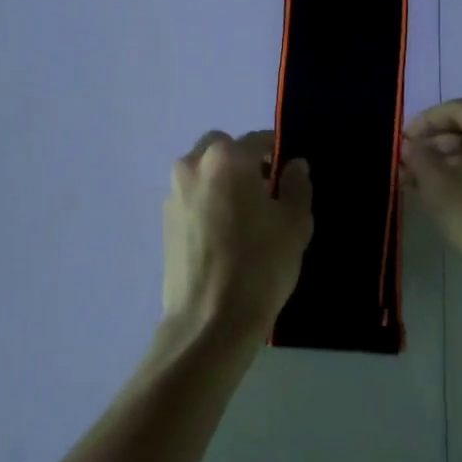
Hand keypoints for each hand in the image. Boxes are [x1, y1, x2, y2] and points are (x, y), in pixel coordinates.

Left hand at [162, 130, 312, 345]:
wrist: (210, 320)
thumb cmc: (261, 265)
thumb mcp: (295, 223)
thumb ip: (296, 185)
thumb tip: (294, 164)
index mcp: (226, 158)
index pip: (257, 141)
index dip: (277, 153)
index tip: (289, 174)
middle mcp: (193, 166)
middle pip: (222, 149)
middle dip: (243, 162)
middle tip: (265, 192)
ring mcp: (174, 194)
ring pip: (203, 172)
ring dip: (222, 181)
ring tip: (244, 216)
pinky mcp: (164, 222)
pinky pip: (192, 197)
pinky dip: (207, 203)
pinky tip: (224, 235)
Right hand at [400, 100, 461, 290]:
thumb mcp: (439, 187)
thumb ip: (420, 158)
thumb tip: (411, 145)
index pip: (457, 110)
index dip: (425, 121)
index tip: (403, 140)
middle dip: (436, 145)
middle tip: (409, 164)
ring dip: (451, 163)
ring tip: (421, 184)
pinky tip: (451, 197)